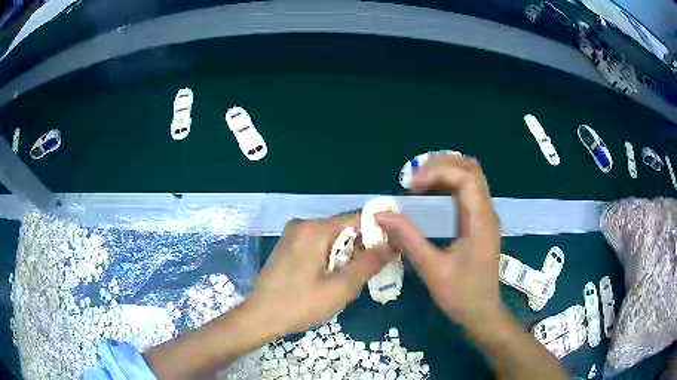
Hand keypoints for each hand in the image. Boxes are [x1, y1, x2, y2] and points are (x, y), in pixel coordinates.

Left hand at [246, 214, 397, 335]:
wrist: (259, 317)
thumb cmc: (300, 304)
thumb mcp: (340, 288)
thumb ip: (368, 263)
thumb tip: (392, 244)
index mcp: (314, 229)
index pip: (357, 218)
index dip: (377, 234)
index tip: (390, 253)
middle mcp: (303, 224)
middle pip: (344, 229)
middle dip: (359, 250)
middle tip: (365, 276)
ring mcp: (293, 235)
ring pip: (332, 239)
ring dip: (345, 257)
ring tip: (346, 283)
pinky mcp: (288, 247)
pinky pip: (318, 246)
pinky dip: (330, 259)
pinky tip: (328, 281)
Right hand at [376, 155, 503, 331]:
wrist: (482, 313)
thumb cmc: (461, 295)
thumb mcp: (432, 269)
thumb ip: (408, 239)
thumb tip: (381, 215)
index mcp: (481, 221)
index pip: (466, 177)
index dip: (438, 172)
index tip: (411, 184)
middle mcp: (486, 212)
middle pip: (471, 169)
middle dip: (441, 165)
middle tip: (413, 178)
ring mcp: (484, 216)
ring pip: (469, 178)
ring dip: (444, 173)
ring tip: (417, 183)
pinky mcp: (479, 223)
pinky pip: (466, 192)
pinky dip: (447, 186)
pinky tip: (428, 197)